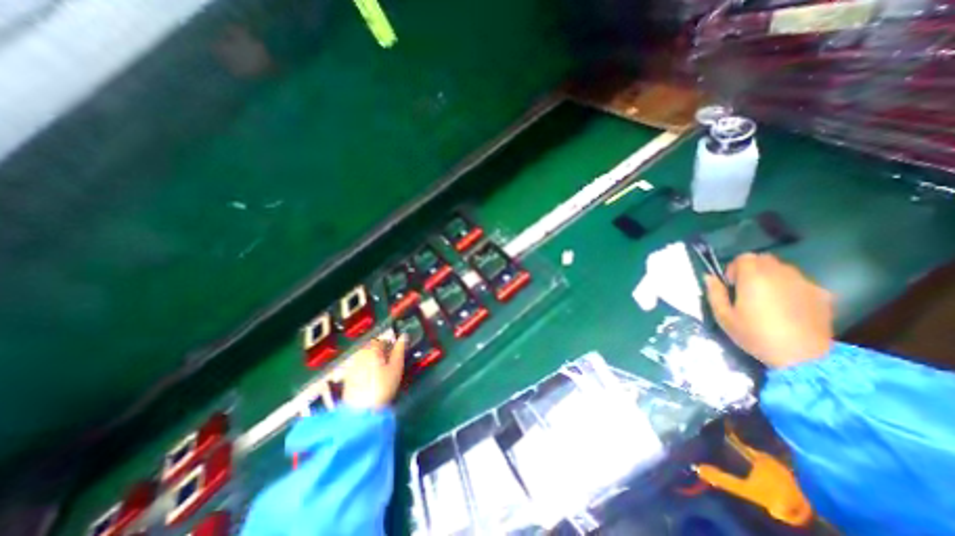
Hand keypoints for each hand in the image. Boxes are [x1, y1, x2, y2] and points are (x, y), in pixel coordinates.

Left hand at [338, 334, 405, 409]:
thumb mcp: (396, 367)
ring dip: (373, 361)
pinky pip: (359, 366)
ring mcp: (352, 364)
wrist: (361, 412)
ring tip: (380, 375)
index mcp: (372, 349)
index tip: (395, 359)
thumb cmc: (383, 387)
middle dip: (381, 354)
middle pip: (373, 348)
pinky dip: (365, 369)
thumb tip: (404, 335)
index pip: (384, 341)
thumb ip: (400, 350)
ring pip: (365, 357)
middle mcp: (360, 353)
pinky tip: (370, 381)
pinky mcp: (347, 376)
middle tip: (388, 367)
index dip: (391, 349)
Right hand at [704, 254, 832, 365]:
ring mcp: (805, 283)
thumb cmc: (755, 334)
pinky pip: (801, 282)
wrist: (802, 357)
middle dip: (753, 270)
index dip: (734, 268)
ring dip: (772, 277)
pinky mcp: (822, 294)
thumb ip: (714, 293)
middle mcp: (780, 274)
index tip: (732, 285)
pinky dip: (791, 288)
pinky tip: (789, 307)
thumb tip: (709, 277)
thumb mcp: (724, 316)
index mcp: (754, 277)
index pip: (743, 257)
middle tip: (748, 290)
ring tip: (769, 299)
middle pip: (764, 259)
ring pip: (783, 269)